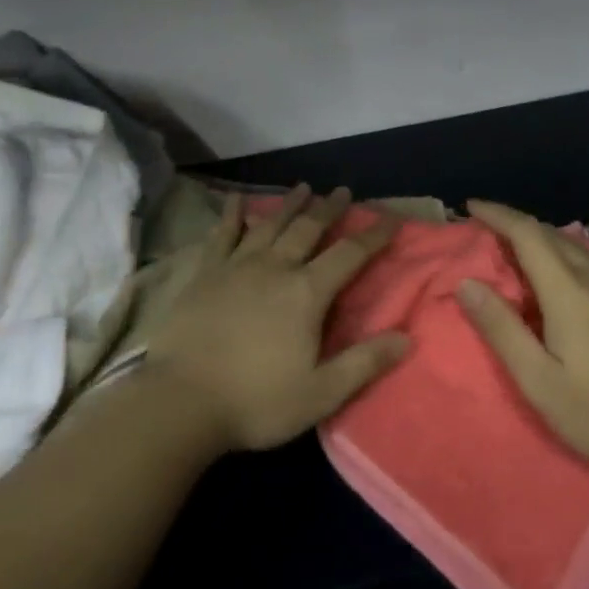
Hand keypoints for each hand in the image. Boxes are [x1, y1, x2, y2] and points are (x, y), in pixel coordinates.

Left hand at [145, 186, 409, 452]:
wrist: (182, 401)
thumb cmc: (256, 402)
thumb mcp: (320, 393)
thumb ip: (363, 363)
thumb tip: (407, 338)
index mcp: (306, 293)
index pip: (349, 255)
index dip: (373, 235)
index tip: (391, 218)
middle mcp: (275, 268)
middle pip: (308, 228)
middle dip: (328, 209)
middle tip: (342, 191)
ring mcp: (236, 266)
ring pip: (269, 224)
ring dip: (288, 204)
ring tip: (302, 187)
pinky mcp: (205, 273)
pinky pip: (222, 234)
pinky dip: (232, 215)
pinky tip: (236, 200)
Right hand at [457, 199, 588, 478]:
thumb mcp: (540, 382)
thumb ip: (501, 329)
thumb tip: (466, 283)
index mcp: (568, 291)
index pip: (527, 233)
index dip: (497, 214)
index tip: (470, 206)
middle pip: (549, 233)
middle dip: (513, 222)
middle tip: (484, 228)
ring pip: (571, 245)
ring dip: (538, 237)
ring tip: (512, 248)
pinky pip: (587, 260)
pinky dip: (559, 253)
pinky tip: (556, 276)